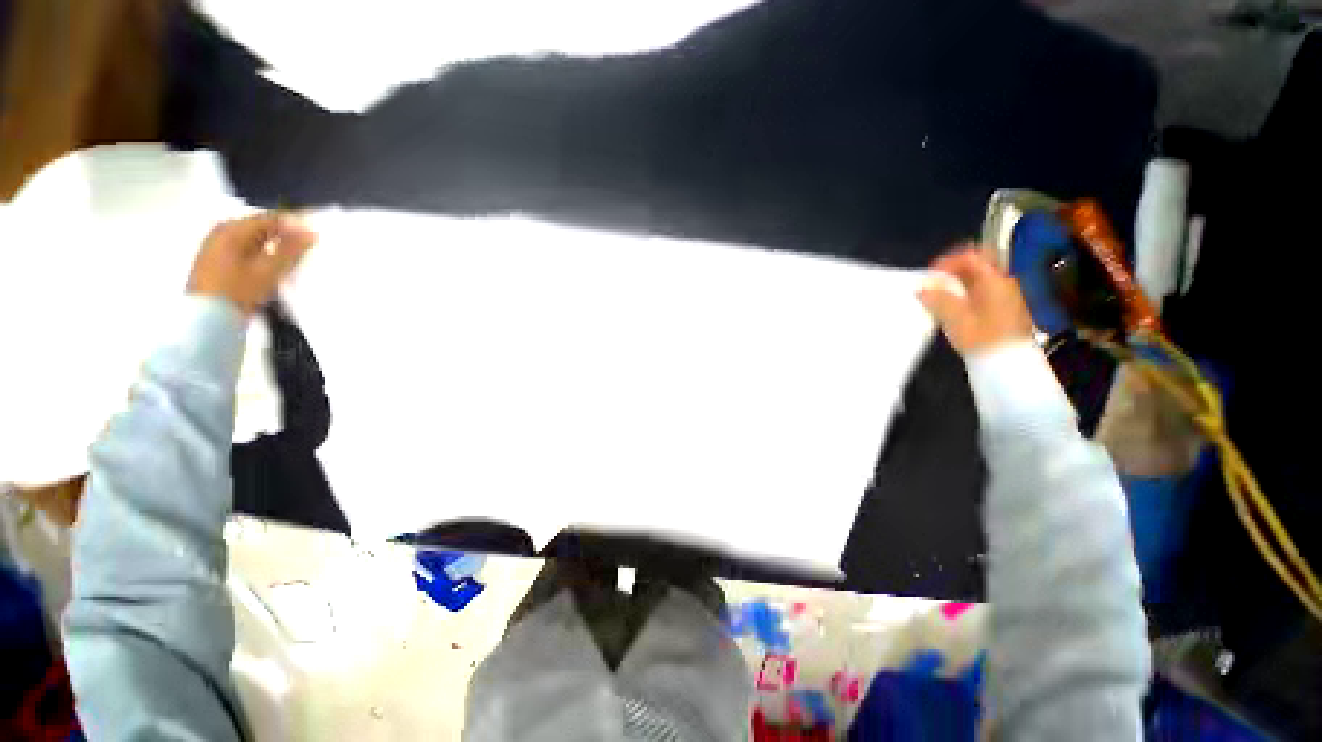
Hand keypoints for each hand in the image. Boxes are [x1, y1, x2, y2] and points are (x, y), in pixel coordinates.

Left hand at [187, 213, 315, 315]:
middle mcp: (222, 232)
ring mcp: (216, 247)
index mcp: (233, 229)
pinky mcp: (217, 262)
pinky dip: (262, 254)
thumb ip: (290, 250)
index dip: (295, 225)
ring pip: (253, 240)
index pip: (270, 218)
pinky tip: (273, 267)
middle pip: (260, 228)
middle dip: (284, 236)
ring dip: (274, 246)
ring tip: (294, 259)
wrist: (207, 320)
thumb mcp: (268, 270)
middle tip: (307, 248)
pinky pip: (245, 250)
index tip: (316, 235)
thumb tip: (311, 233)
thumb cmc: (238, 291)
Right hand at [918, 245, 1033, 354]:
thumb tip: (922, 289)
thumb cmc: (982, 338)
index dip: (948, 261)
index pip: (971, 257)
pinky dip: (966, 295)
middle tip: (934, 283)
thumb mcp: (955, 318)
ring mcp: (1007, 298)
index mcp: (994, 280)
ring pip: (980, 280)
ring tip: (939, 297)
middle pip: (978, 266)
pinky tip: (954, 309)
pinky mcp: (1006, 312)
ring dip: (959, 284)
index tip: (930, 275)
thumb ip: (938, 300)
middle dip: (954, 271)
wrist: (1009, 364)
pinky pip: (984, 293)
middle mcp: (1004, 283)